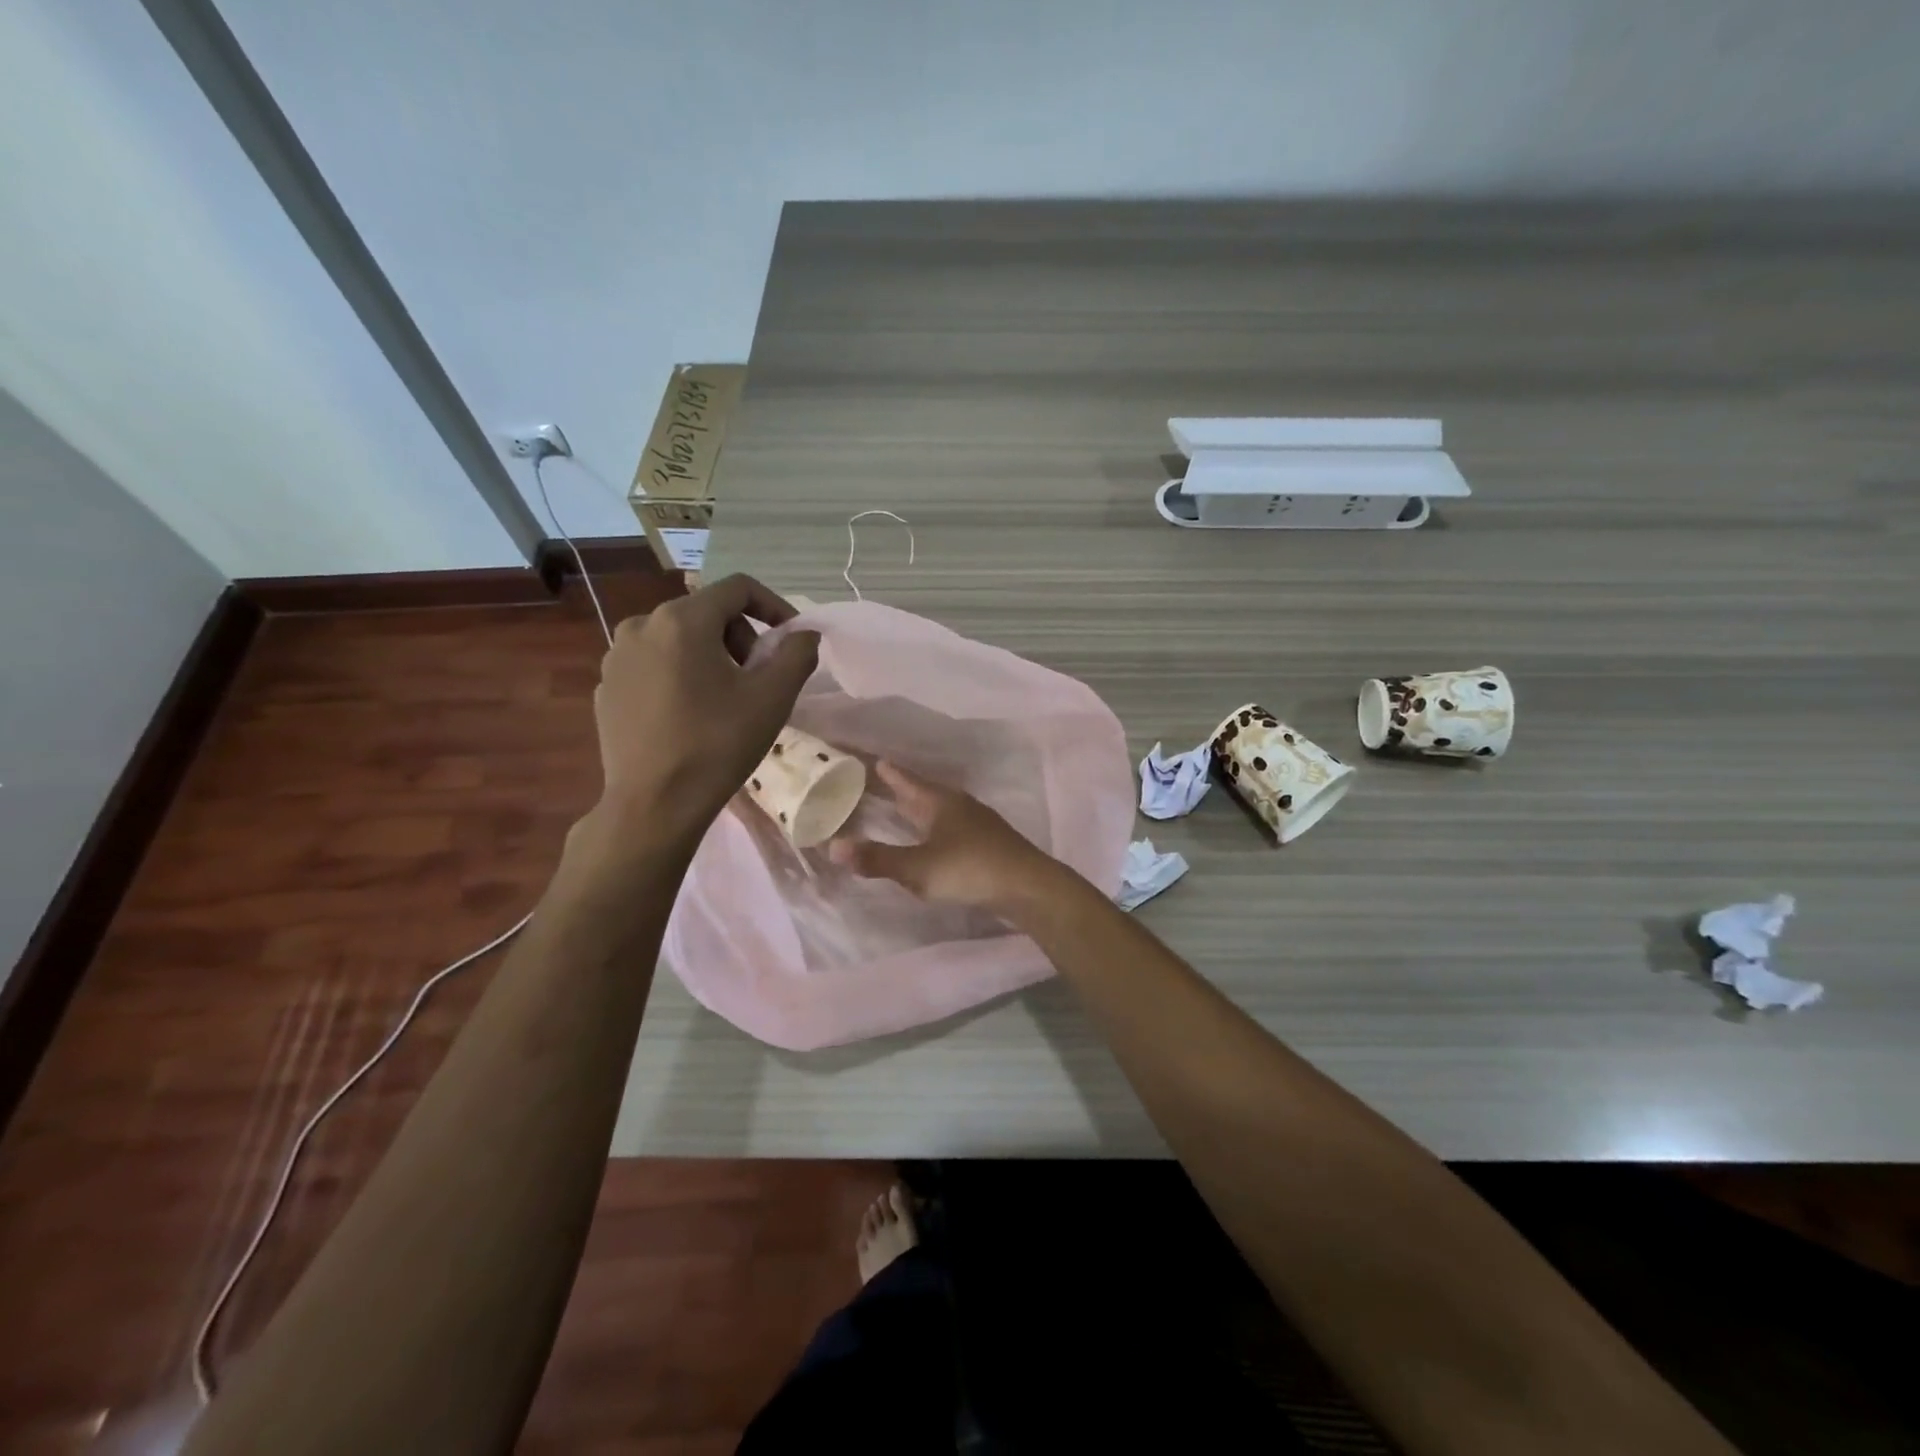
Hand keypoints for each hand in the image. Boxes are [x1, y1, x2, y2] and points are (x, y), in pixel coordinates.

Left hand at [591, 575, 818, 845]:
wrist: (654, 804)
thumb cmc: (717, 744)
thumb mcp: (772, 698)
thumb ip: (797, 654)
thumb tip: (804, 634)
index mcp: (682, 620)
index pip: (738, 588)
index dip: (774, 606)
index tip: (791, 638)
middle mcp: (641, 625)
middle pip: (706, 611)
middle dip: (741, 636)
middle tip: (757, 677)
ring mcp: (616, 657)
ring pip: (677, 638)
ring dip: (710, 655)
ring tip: (724, 698)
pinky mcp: (605, 687)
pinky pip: (652, 664)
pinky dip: (678, 675)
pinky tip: (689, 714)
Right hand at [827, 763, 1066, 918]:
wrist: (1028, 886)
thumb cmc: (971, 869)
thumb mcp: (919, 868)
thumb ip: (878, 858)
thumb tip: (833, 846)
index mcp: (938, 801)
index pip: (903, 778)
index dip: (884, 770)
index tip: (866, 758)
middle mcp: (957, 804)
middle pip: (920, 791)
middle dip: (898, 788)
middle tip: (872, 781)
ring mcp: (975, 822)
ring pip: (937, 808)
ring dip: (916, 808)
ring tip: (897, 808)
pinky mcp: (985, 842)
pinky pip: (948, 826)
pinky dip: (931, 827)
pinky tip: (929, 839)